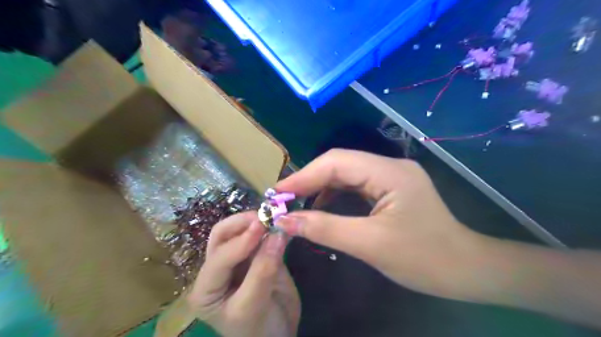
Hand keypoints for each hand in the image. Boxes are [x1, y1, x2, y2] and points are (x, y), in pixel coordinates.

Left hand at [187, 213, 300, 336]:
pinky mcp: (257, 256)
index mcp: (206, 287)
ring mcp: (239, 260)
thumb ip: (263, 271)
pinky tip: (280, 225)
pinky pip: (262, 238)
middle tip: (264, 217)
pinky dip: (270, 229)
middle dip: (242, 224)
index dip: (240, 241)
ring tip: (273, 218)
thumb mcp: (253, 308)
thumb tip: (277, 234)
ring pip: (240, 232)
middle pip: (222, 236)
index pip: (219, 258)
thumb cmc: (258, 331)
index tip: (262, 225)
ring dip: (255, 222)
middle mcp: (218, 269)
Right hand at [275, 149, 483, 299]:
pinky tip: (322, 206)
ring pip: (347, 173)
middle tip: (283, 199)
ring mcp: (391, 175)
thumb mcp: (369, 245)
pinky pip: (356, 184)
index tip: (277, 193)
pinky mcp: (390, 187)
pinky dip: (335, 193)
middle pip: (340, 164)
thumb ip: (324, 229)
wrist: (465, 269)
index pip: (337, 162)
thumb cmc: (423, 259)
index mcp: (390, 172)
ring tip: (297, 202)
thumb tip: (285, 221)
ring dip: (321, 186)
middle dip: (310, 180)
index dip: (304, 175)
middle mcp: (390, 166)